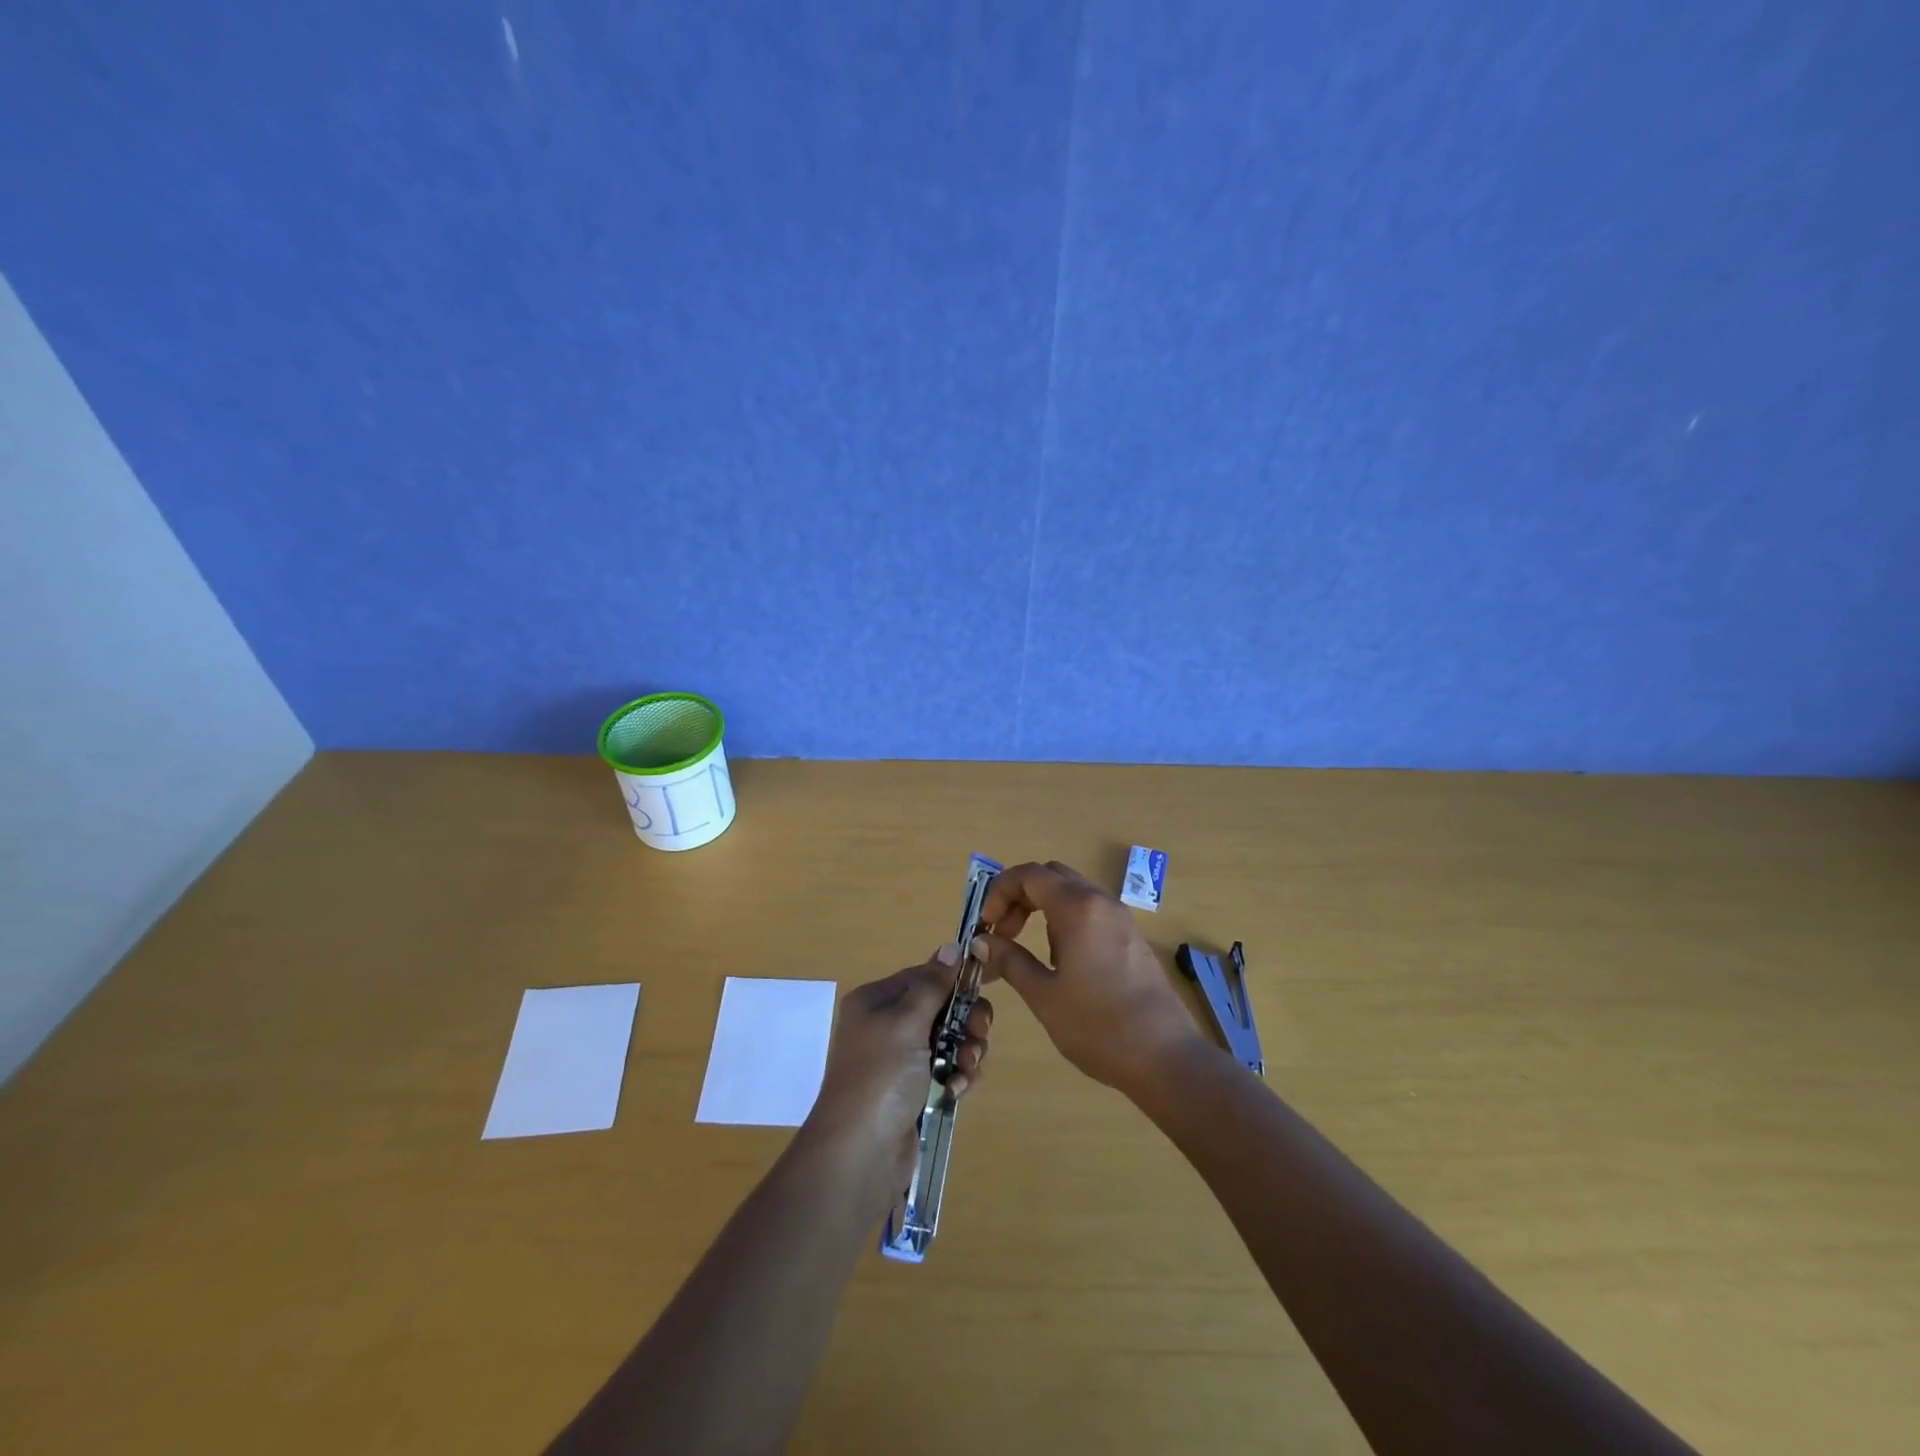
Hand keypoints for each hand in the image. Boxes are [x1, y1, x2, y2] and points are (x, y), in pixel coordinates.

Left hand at [804, 945, 992, 1182]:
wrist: (859, 1155)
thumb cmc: (880, 1076)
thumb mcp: (906, 1021)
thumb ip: (933, 984)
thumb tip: (952, 945)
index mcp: (876, 1001)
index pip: (924, 976)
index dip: (954, 980)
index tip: (986, 985)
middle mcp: (887, 1026)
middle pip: (942, 1008)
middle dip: (966, 1020)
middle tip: (979, 1034)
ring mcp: (900, 1062)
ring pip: (950, 1040)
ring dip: (965, 1051)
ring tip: (965, 1069)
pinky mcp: (914, 1092)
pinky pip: (947, 1071)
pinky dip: (957, 1076)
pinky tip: (956, 1090)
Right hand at [973, 860, 1203, 1096]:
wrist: (1165, 1057)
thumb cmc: (1097, 1026)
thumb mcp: (1043, 996)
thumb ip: (1009, 960)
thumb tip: (982, 942)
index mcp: (1078, 909)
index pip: (1029, 875)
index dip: (999, 892)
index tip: (986, 926)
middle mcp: (1101, 902)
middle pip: (1051, 876)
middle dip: (1019, 897)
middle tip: (1002, 933)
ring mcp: (1120, 917)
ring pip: (1072, 891)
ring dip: (1042, 908)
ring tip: (1026, 950)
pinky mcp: (1131, 936)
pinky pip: (1090, 910)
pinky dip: (1065, 919)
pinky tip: (1060, 960)